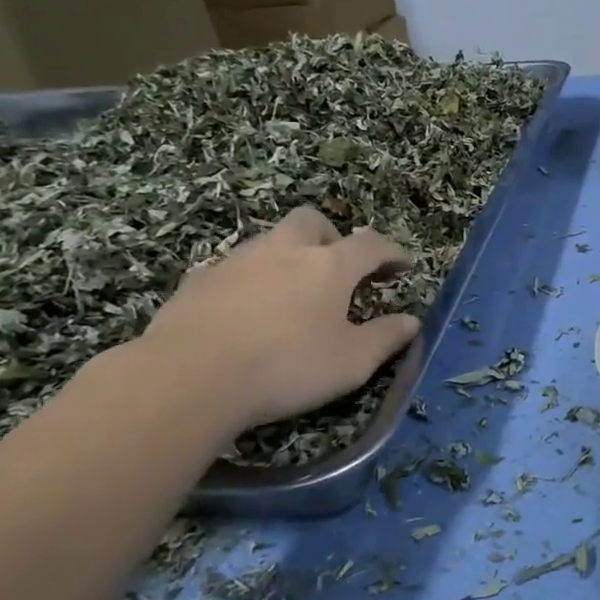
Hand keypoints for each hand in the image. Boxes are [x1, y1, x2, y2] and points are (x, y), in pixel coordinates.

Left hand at [139, 207, 421, 428]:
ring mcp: (237, 261)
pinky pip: (236, 269)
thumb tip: (411, 321)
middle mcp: (285, 250)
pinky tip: (249, 314)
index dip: (391, 252)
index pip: (371, 244)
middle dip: (333, 238)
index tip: (403, 266)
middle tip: (340, 270)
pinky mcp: (199, 281)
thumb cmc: (287, 367)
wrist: (188, 378)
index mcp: (329, 265)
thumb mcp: (352, 362)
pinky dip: (253, 281)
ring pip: (272, 242)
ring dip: (290, 258)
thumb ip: (386, 337)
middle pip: (313, 222)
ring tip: (294, 295)